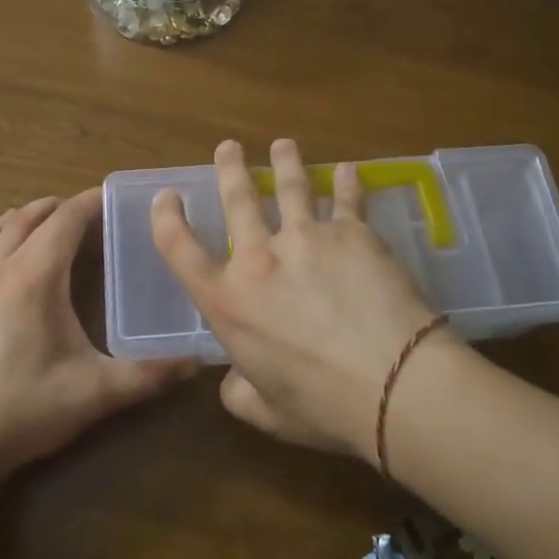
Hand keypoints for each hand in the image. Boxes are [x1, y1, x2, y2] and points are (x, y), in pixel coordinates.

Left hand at [0, 190, 196, 476]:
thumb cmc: (28, 409)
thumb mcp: (97, 392)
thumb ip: (149, 375)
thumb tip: (198, 363)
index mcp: (36, 279)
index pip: (65, 221)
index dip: (91, 203)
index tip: (117, 197)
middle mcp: (5, 270)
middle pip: (35, 219)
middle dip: (67, 206)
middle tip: (97, 210)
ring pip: (3, 228)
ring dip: (31, 213)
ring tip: (55, 212)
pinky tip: (5, 237)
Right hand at [150, 139, 461, 461]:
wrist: (392, 381)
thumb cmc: (322, 406)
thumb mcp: (267, 413)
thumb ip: (240, 392)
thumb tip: (235, 381)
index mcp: (229, 302)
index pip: (181, 250)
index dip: (166, 220)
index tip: (167, 197)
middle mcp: (260, 258)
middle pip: (238, 201)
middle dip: (230, 169)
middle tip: (228, 147)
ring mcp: (307, 237)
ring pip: (290, 188)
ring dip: (285, 163)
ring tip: (283, 145)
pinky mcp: (352, 232)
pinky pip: (347, 199)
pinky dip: (347, 183)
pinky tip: (350, 170)